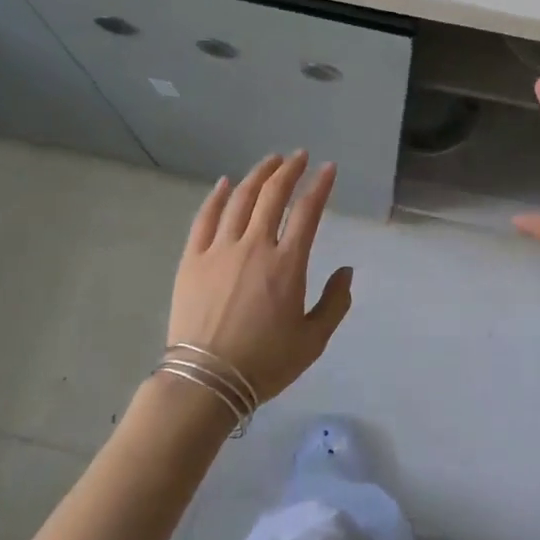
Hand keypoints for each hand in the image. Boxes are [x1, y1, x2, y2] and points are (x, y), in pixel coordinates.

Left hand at [169, 151, 352, 404]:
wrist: (205, 382)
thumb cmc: (264, 363)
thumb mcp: (313, 341)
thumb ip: (335, 303)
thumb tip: (346, 271)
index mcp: (287, 264)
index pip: (308, 211)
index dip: (320, 186)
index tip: (328, 169)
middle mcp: (255, 246)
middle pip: (273, 195)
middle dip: (289, 170)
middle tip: (299, 157)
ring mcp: (220, 249)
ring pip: (240, 199)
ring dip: (258, 175)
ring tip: (270, 161)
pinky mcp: (192, 259)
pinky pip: (205, 218)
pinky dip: (217, 196)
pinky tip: (225, 183)